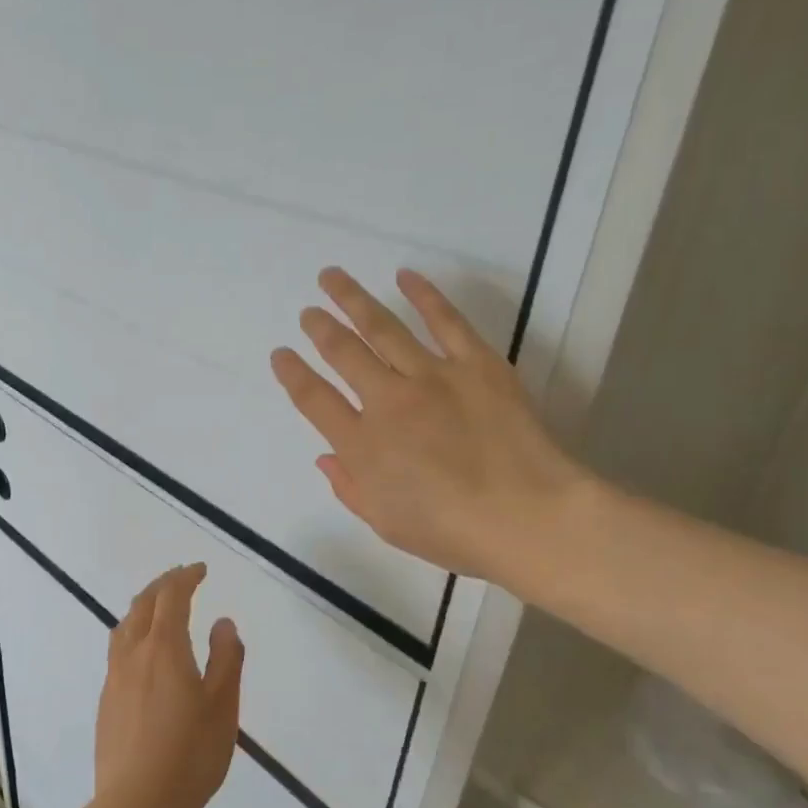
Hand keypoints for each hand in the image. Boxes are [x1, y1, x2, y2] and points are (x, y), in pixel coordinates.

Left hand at [94, 564, 243, 807]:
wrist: (136, 804)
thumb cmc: (190, 753)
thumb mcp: (223, 705)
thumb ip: (226, 658)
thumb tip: (222, 622)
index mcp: (164, 648)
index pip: (171, 597)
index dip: (185, 578)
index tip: (199, 569)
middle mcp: (133, 654)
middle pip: (142, 605)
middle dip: (162, 586)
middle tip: (181, 579)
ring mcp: (114, 679)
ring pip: (124, 627)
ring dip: (143, 608)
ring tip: (159, 609)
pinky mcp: (106, 703)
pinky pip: (118, 651)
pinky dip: (133, 634)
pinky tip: (144, 655)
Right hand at [270, 267, 590, 591]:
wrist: (527, 517)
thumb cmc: (452, 532)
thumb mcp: (386, 523)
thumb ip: (350, 487)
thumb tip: (325, 457)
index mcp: (361, 445)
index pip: (314, 400)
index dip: (293, 374)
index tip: (280, 354)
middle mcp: (387, 401)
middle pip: (343, 353)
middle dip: (320, 328)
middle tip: (307, 311)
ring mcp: (432, 376)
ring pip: (382, 327)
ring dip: (353, 299)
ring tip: (332, 278)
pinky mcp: (476, 363)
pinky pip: (445, 320)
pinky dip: (424, 294)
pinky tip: (405, 275)